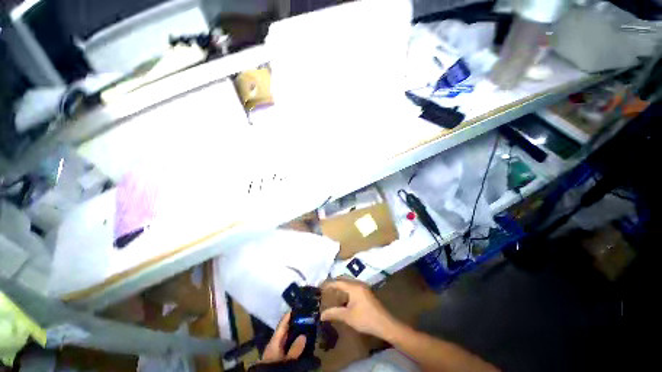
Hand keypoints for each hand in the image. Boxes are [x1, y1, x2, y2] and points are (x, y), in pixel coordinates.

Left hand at [261, 312, 306, 363]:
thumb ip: (295, 348)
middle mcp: (275, 342)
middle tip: (307, 317)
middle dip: (295, 323)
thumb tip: (304, 335)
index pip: (283, 323)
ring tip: (307, 327)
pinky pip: (288, 345)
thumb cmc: (275, 367)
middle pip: (286, 329)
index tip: (299, 307)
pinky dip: (294, 341)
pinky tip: (302, 342)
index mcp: (275, 340)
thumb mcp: (287, 360)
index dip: (290, 314)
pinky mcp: (278, 356)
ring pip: (287, 337)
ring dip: (296, 333)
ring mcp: (276, 349)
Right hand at [321, 279, 397, 339]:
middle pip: (343, 280)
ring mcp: (363, 287)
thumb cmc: (365, 319)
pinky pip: (353, 286)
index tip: (319, 287)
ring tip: (332, 293)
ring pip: (348, 283)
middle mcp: (358, 283)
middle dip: (334, 283)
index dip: (328, 284)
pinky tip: (343, 297)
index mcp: (353, 287)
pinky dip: (346, 289)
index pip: (338, 282)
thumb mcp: (348, 317)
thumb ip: (334, 313)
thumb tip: (321, 314)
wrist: (385, 324)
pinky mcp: (366, 292)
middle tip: (324, 289)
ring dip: (340, 286)